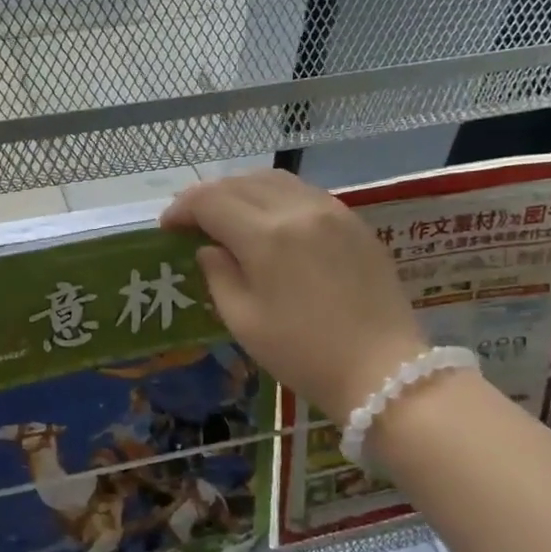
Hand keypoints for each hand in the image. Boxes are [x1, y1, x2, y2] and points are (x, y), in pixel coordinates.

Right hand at [161, 170, 428, 416]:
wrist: (383, 371)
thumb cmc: (303, 354)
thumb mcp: (244, 321)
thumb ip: (218, 275)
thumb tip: (208, 249)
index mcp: (266, 236)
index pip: (210, 201)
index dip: (181, 209)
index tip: (167, 228)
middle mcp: (298, 210)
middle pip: (239, 182)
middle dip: (207, 196)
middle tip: (192, 221)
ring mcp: (331, 211)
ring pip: (274, 179)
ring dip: (241, 190)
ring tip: (228, 216)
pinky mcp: (354, 221)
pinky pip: (303, 192)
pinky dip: (274, 196)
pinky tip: (269, 221)